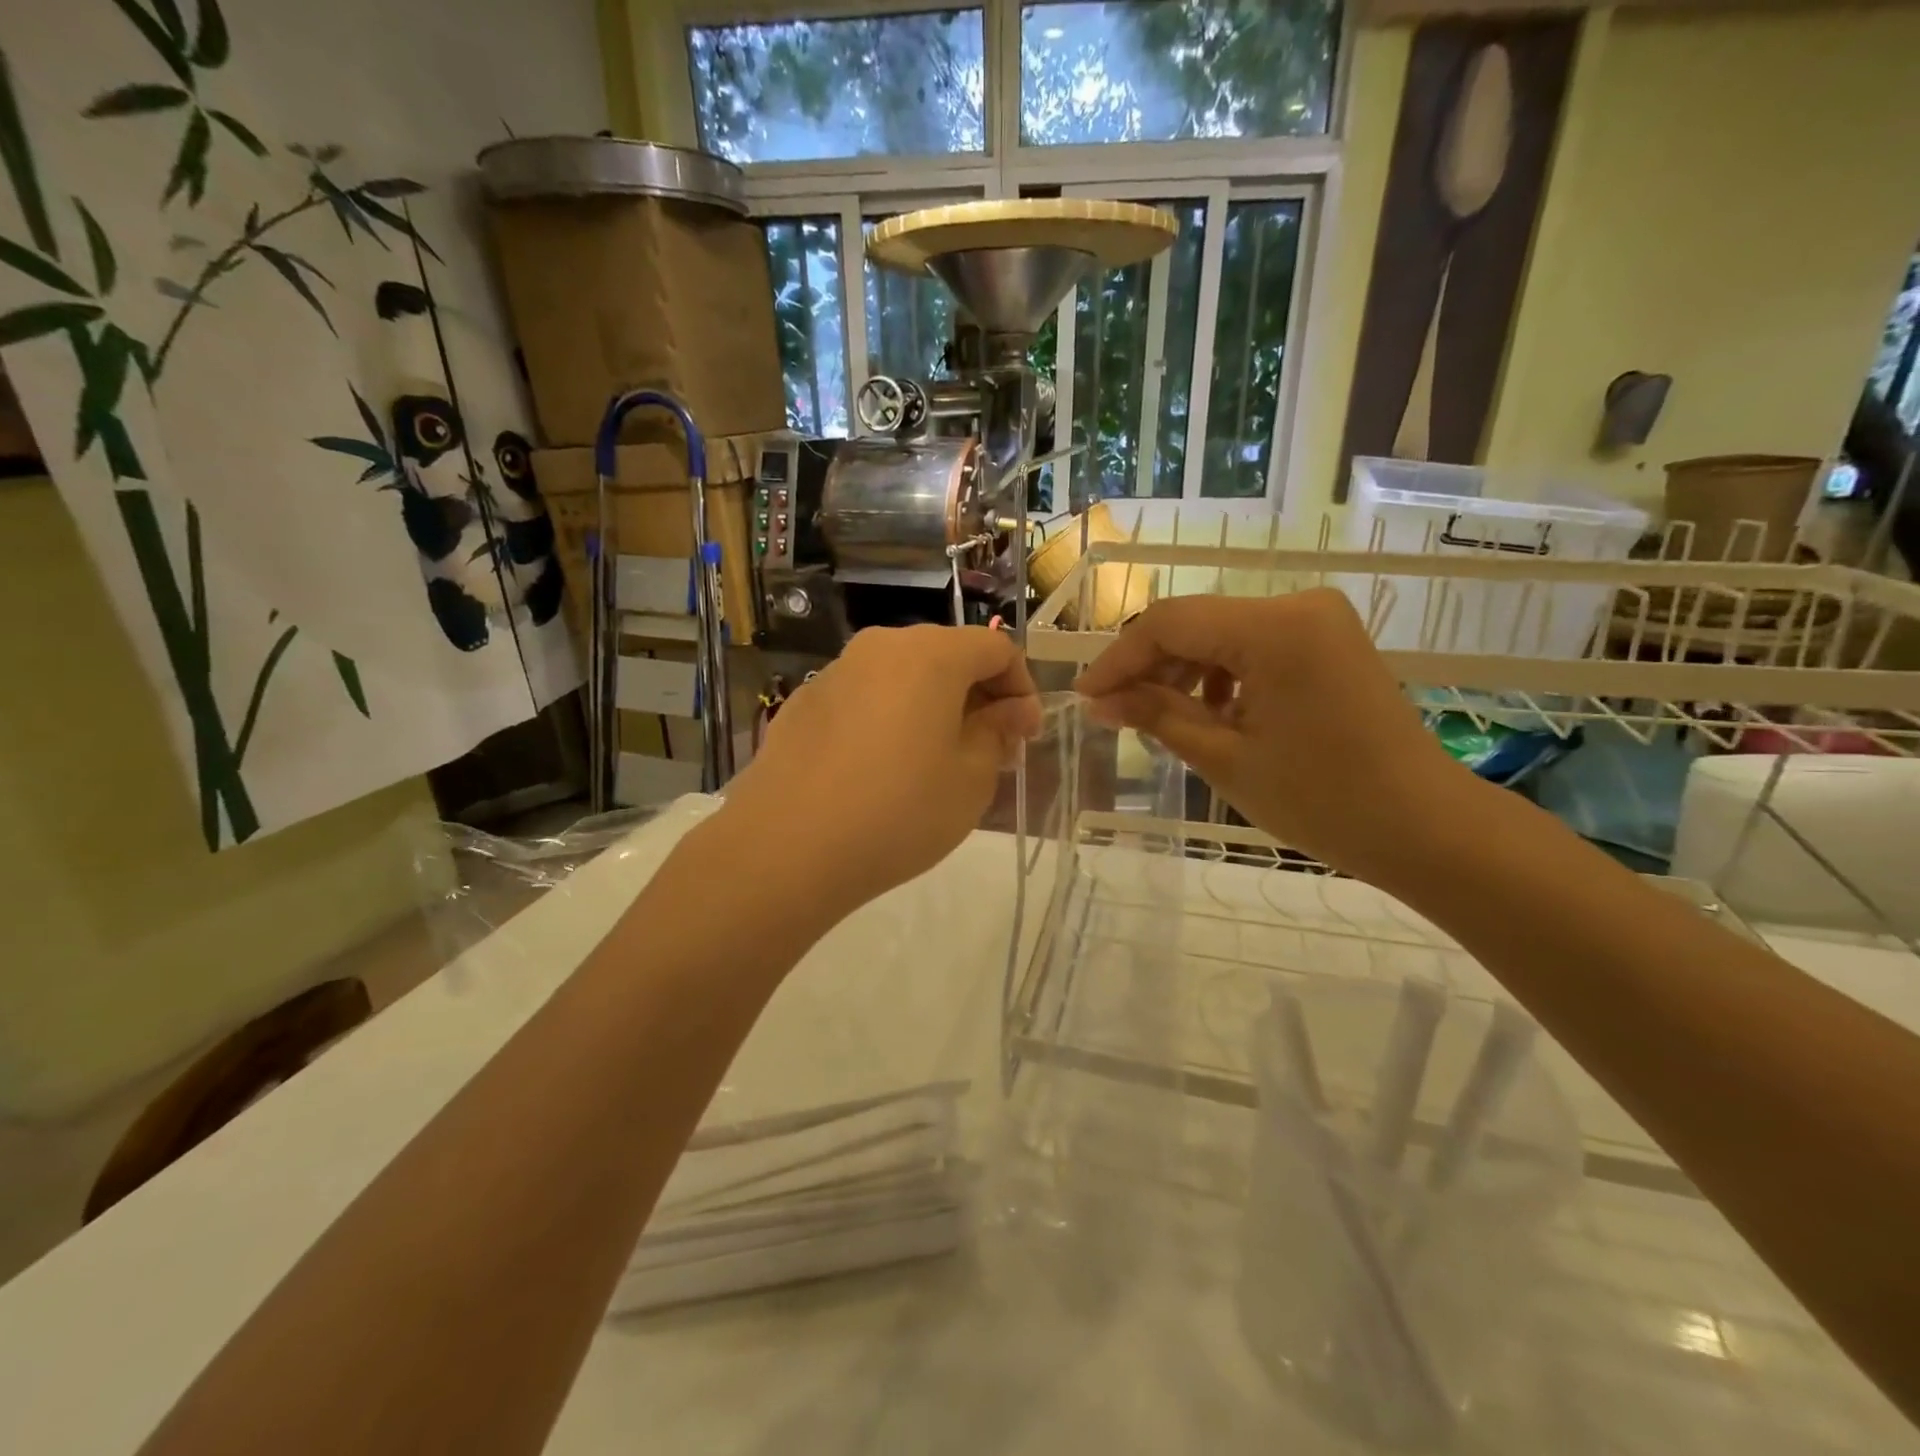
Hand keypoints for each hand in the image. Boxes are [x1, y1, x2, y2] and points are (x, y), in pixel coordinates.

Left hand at [720, 626, 1040, 918]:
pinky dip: (889, 718)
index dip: (1021, 688)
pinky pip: (865, 698)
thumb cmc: (898, 811)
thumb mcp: (971, 779)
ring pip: (903, 676)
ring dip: (932, 707)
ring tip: (936, 761)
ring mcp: (836, 672)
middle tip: (989, 751)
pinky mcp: (803, 703)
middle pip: (946, 655)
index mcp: (930, 654)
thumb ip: (997, 732)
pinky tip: (881, 768)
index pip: (996, 648)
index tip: (1025, 736)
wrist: (786, 848)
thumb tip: (1009, 711)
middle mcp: (881, 647)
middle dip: (978, 697)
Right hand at [1074, 589, 1476, 880]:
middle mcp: (1298, 604)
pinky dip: (1222, 673)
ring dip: (1183, 670)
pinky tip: (1211, 713)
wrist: (1422, 825)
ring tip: (1159, 717)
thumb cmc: (1321, 799)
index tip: (1085, 697)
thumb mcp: (1224, 757)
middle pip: (1196, 622)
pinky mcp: (1329, 640)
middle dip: (1149, 665)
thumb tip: (1100, 702)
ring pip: (1222, 632)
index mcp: (1274, 627)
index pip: (1170, 623)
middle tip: (1114, 711)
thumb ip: (1157, 715)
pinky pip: (1254, 644)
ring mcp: (1319, 620)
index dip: (1119, 659)